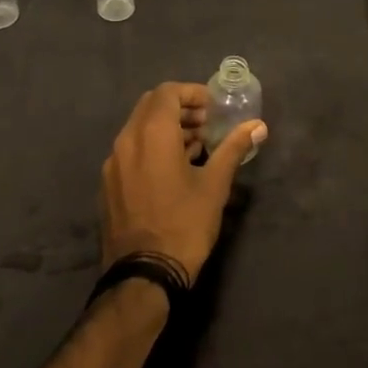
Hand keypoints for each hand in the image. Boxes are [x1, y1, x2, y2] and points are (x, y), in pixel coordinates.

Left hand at [100, 83, 265, 282]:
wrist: (143, 275)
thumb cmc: (184, 225)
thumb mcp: (214, 185)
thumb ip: (233, 148)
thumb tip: (258, 126)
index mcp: (151, 134)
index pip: (167, 92)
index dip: (192, 93)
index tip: (213, 108)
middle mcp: (126, 141)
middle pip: (151, 106)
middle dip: (180, 108)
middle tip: (207, 124)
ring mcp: (113, 163)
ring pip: (139, 129)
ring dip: (166, 128)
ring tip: (197, 147)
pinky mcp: (108, 184)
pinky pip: (131, 151)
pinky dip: (152, 147)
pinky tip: (174, 170)